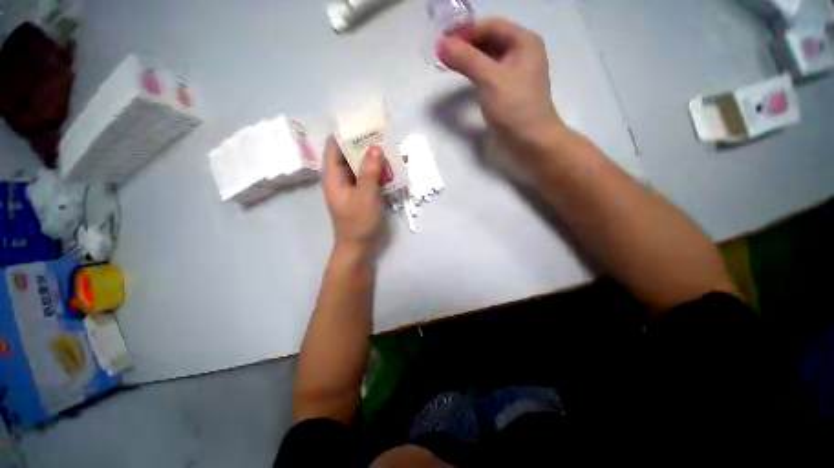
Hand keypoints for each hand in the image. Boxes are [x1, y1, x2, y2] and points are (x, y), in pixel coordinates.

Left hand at [322, 137, 385, 254]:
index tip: (361, 122)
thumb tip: (376, 147)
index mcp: (333, 176)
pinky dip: (378, 172)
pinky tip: (390, 168)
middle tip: (381, 134)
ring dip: (373, 158)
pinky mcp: (361, 194)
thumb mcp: (365, 196)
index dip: (345, 133)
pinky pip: (368, 177)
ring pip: (360, 166)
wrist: (359, 247)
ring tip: (389, 147)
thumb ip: (369, 172)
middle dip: (363, 144)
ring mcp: (351, 187)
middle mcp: (340, 178)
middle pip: (348, 154)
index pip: (334, 146)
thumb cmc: (358, 223)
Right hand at [438, 18, 565, 158]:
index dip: (465, 31)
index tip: (442, 41)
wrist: (532, 143)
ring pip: (488, 58)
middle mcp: (521, 53)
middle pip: (489, 40)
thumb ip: (466, 59)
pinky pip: (489, 75)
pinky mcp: (508, 92)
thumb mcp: (490, 79)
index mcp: (523, 42)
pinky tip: (463, 79)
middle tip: (442, 54)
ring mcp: (515, 74)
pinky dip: (475, 74)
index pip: (490, 26)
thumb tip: (440, 44)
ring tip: (448, 64)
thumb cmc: (515, 108)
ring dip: (469, 59)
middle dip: (466, 45)